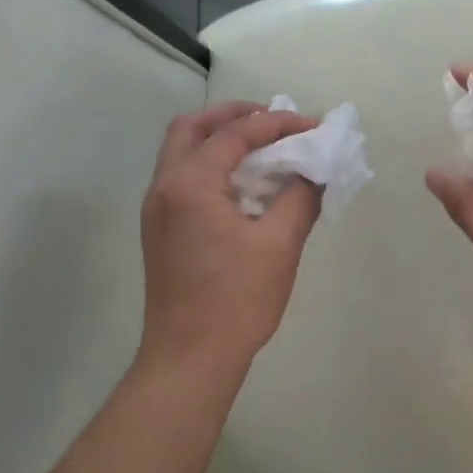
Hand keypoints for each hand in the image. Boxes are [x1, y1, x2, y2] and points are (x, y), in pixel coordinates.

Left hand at [138, 101, 321, 374]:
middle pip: (192, 128)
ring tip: (262, 148)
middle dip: (234, 116)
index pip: (236, 134)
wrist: (189, 357)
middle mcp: (164, 187)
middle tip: (273, 120)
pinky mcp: (159, 232)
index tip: (315, 126)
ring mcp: (156, 211)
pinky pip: (182, 179)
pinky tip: (243, 187)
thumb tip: (314, 171)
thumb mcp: (279, 246)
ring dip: (219, 140)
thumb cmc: (236, 301)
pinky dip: (211, 166)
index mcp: (191, 184)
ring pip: (182, 152)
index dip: (279, 124)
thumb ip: (300, 198)